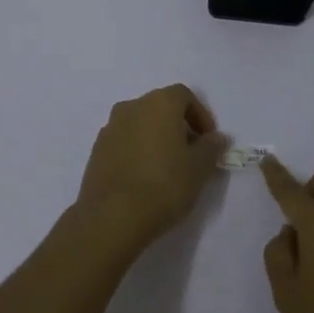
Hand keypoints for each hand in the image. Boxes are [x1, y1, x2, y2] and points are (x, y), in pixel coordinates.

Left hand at [75, 85, 231, 256]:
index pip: (184, 95)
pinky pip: (124, 141)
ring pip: (140, 123)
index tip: (208, 140)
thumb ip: (211, 148)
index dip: (200, 115)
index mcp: (159, 103)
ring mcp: (110, 127)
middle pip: (160, 107)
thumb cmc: (164, 185)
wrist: (112, 216)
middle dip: (178, 125)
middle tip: (190, 154)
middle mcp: (132, 107)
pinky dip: (137, 150)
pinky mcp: (97, 149)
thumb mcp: (199, 168)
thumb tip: (216, 137)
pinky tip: (144, 176)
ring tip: (167, 167)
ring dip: (156, 137)